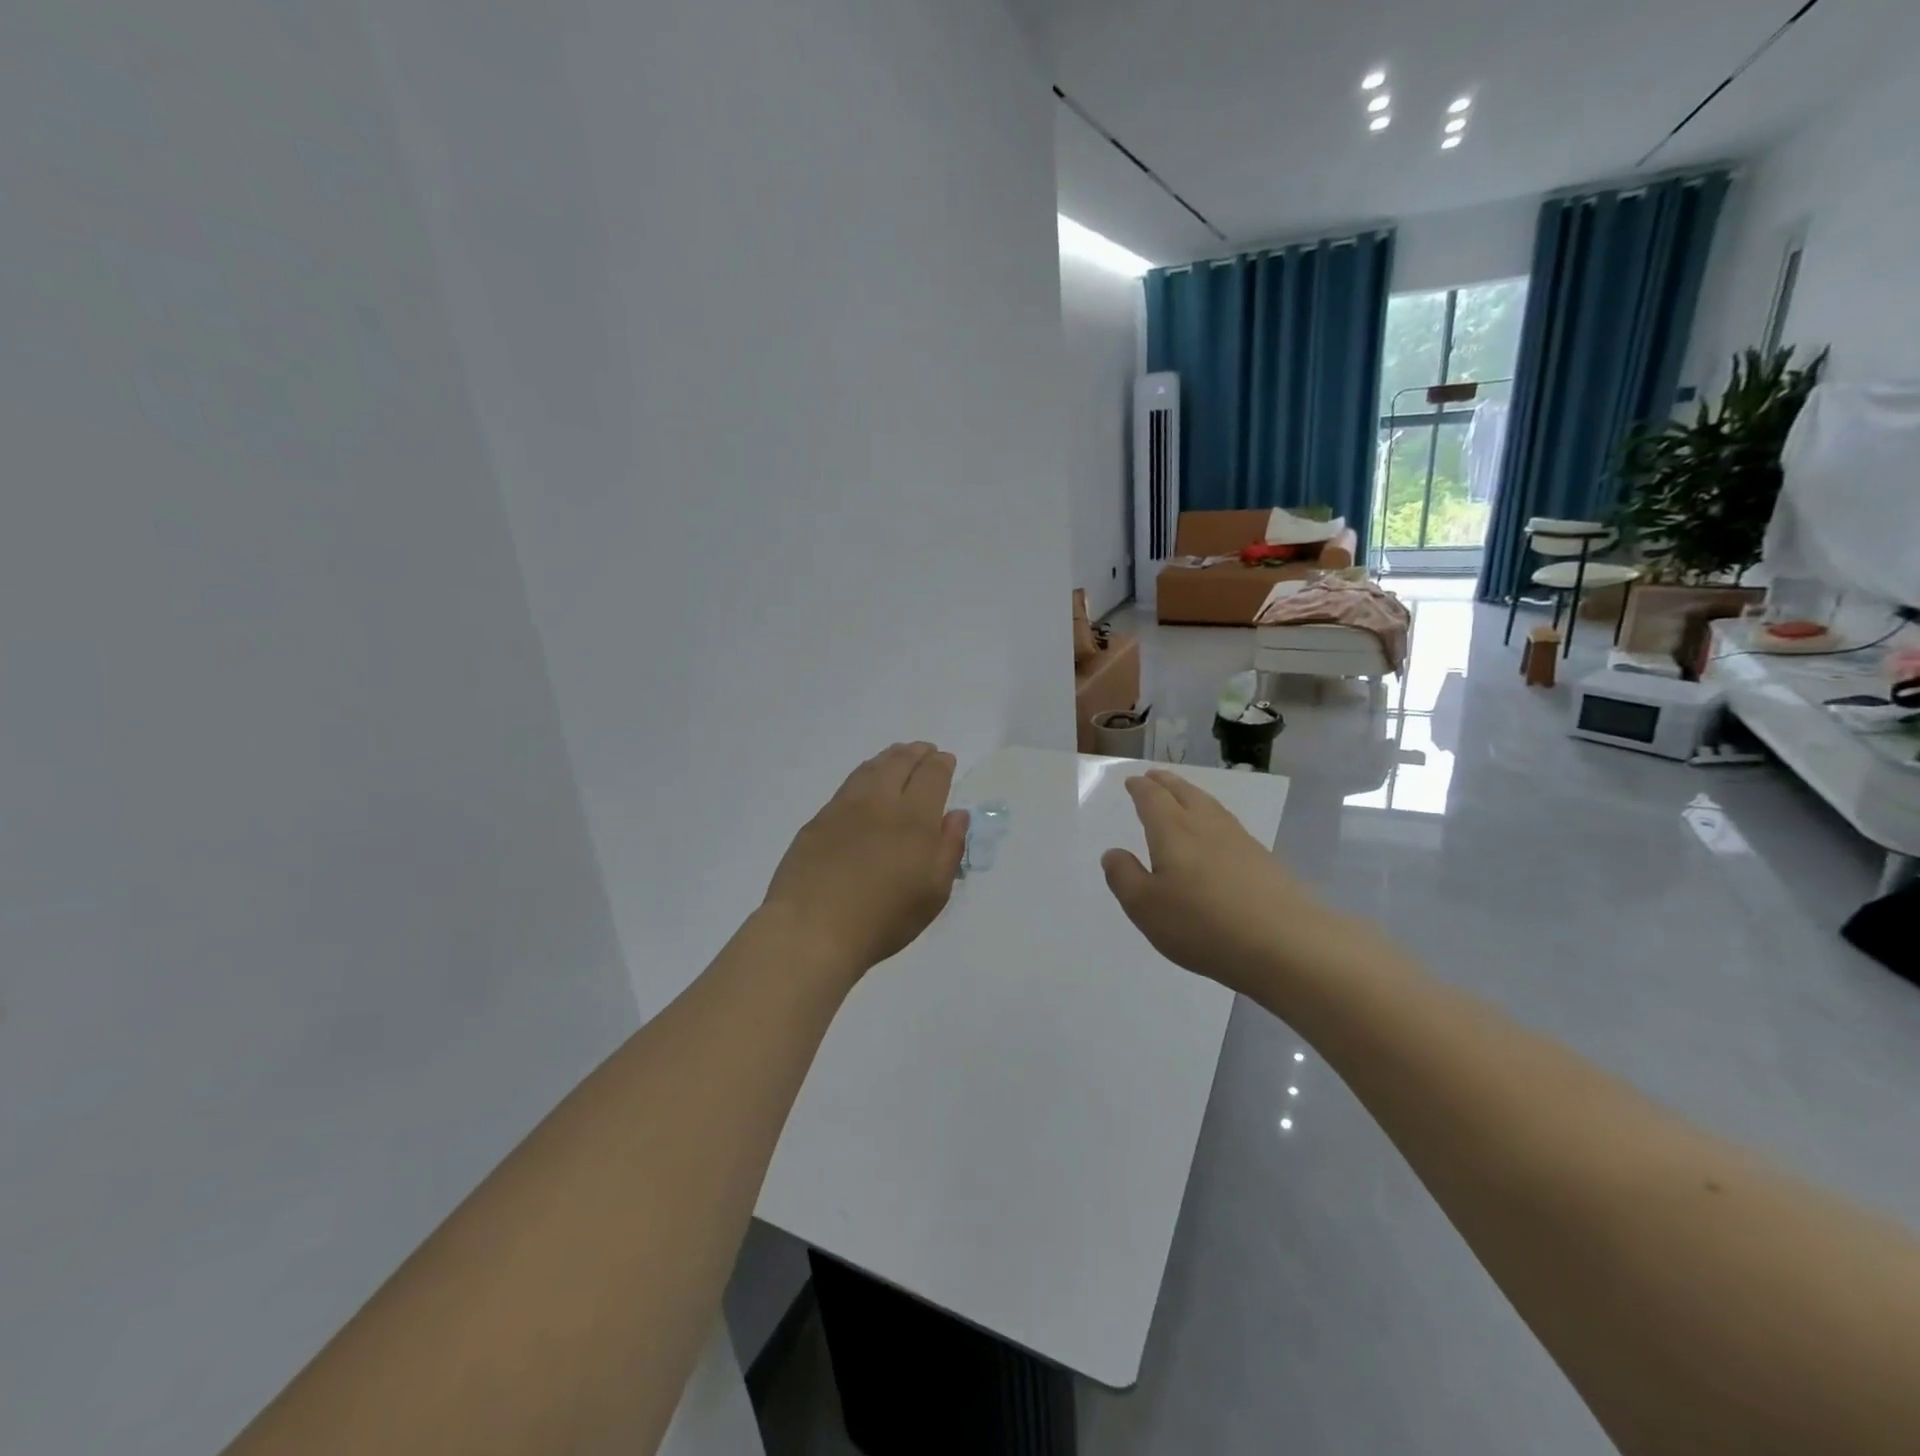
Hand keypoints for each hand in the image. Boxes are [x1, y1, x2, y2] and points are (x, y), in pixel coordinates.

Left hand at [762, 743, 969, 979]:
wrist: (813, 929)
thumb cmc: (883, 919)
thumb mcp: (933, 893)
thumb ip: (949, 849)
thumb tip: (956, 815)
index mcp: (915, 819)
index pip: (932, 776)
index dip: (941, 764)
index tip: (946, 760)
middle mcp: (881, 803)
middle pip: (900, 764)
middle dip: (916, 753)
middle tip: (925, 750)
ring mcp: (845, 808)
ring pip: (871, 769)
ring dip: (889, 757)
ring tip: (897, 756)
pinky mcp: (818, 821)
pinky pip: (848, 785)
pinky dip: (864, 773)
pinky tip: (865, 781)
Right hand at [1101, 769, 1343, 994]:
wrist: (1286, 944)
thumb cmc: (1203, 925)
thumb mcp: (1146, 907)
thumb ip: (1124, 877)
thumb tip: (1114, 853)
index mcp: (1173, 832)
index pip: (1153, 799)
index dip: (1140, 788)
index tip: (1133, 781)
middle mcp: (1206, 826)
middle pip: (1184, 793)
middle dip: (1166, 783)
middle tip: (1155, 775)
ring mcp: (1239, 841)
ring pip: (1210, 806)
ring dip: (1192, 794)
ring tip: (1183, 794)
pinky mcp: (1263, 860)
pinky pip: (1229, 824)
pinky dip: (1214, 816)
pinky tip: (1217, 832)